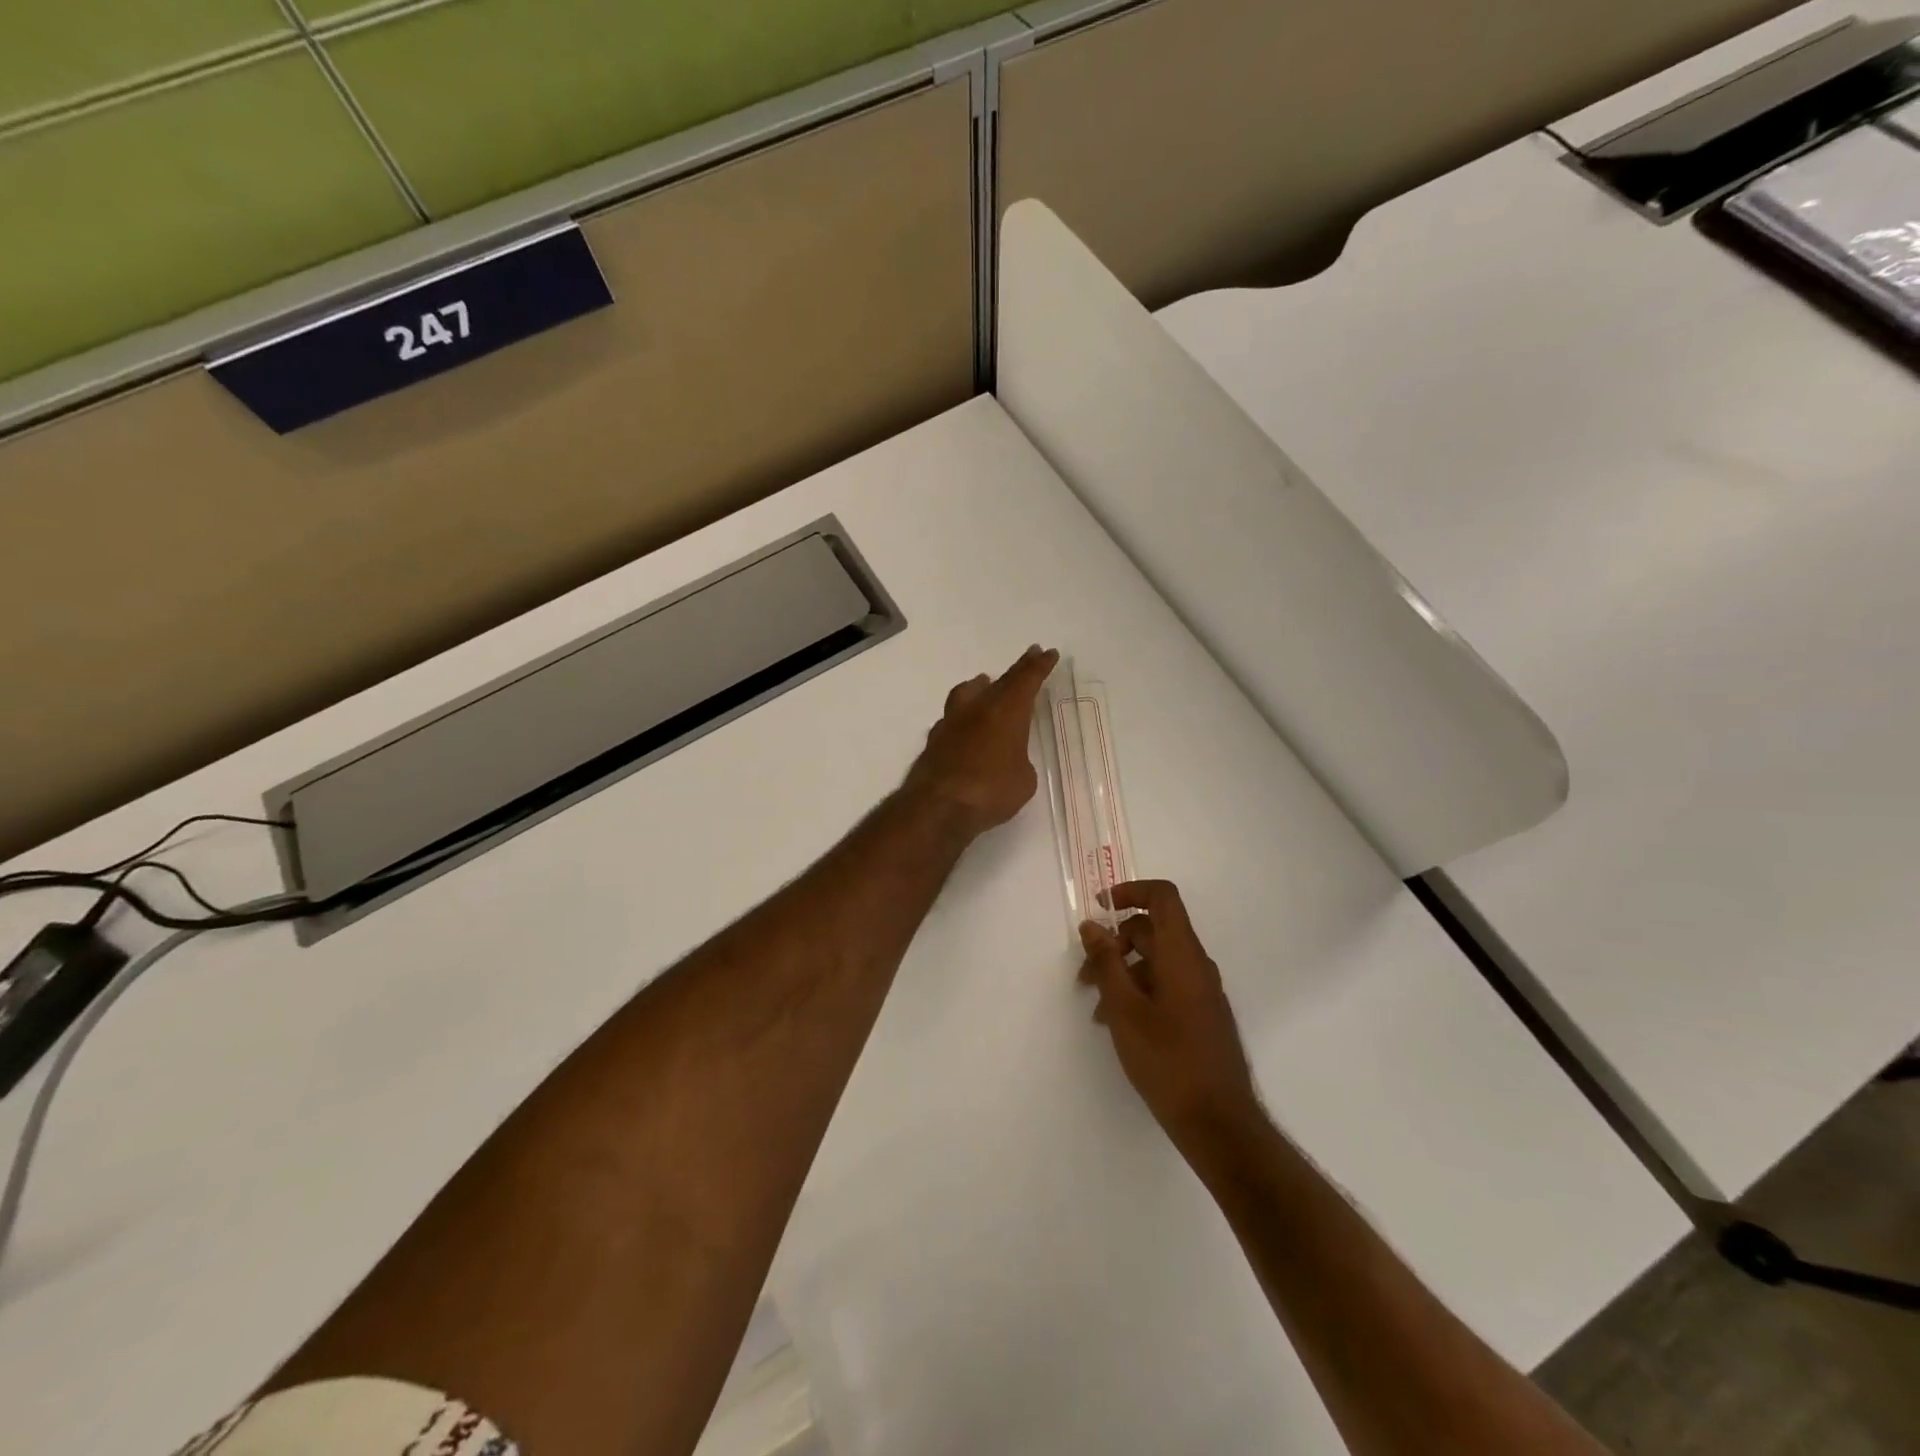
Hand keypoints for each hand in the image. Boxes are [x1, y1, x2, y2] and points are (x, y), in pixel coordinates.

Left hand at [904, 645, 1059, 840]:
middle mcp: (977, 709)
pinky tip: (964, 725)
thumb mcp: (1023, 780)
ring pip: (967, 693)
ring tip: (986, 684)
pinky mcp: (934, 741)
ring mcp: (951, 723)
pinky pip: (952, 718)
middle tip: (1029, 658)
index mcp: (1006, 711)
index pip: (1026, 680)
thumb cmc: (990, 790)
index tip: (1048, 653)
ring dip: (981, 687)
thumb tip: (1008, 759)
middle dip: (1017, 670)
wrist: (938, 807)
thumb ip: (1019, 762)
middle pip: (1000, 682)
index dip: (1038, 666)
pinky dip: (962, 716)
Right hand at [1078, 881, 1260, 1152]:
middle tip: (1084, 974)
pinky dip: (1139, 991)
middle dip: (1115, 942)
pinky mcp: (1202, 1015)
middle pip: (1154, 930)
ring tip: (1097, 1009)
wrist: (1218, 1122)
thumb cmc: (1167, 1060)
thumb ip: (1106, 962)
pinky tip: (1119, 1024)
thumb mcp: (1125, 1009)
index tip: (1100, 907)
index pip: (1163, 897)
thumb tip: (1091, 925)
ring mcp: (1202, 991)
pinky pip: (1167, 985)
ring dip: (1123, 972)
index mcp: (1182, 954)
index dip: (1130, 891)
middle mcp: (1196, 965)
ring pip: (1157, 961)